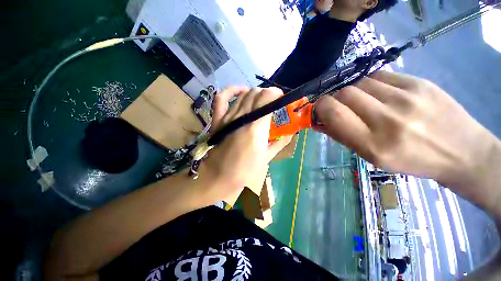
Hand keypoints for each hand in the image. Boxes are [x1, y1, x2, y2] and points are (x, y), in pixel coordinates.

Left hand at [206, 87, 291, 189]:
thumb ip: (280, 142)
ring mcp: (228, 116)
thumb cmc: (245, 169)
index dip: (276, 94)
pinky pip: (222, 98)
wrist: (220, 175)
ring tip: (260, 102)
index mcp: (256, 127)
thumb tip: (290, 133)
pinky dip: (232, 91)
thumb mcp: (267, 157)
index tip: (281, 100)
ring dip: (255, 94)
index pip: (267, 97)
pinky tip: (241, 92)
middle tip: (272, 104)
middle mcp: (242, 117)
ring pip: (244, 94)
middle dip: (267, 94)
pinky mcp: (218, 119)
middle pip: (256, 93)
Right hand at [314, 71, 497, 189]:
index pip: (334, 113)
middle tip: (341, 107)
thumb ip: (341, 136)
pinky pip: (380, 76)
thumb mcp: (371, 157)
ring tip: (364, 102)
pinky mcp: (419, 83)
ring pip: (360, 83)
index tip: (320, 109)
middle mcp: (389, 120)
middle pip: (345, 93)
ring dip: (354, 93)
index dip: (321, 107)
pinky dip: (371, 84)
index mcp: (373, 145)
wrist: (461, 152)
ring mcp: (407, 98)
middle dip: (336, 99)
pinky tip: (380, 94)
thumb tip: (318, 122)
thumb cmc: (411, 160)